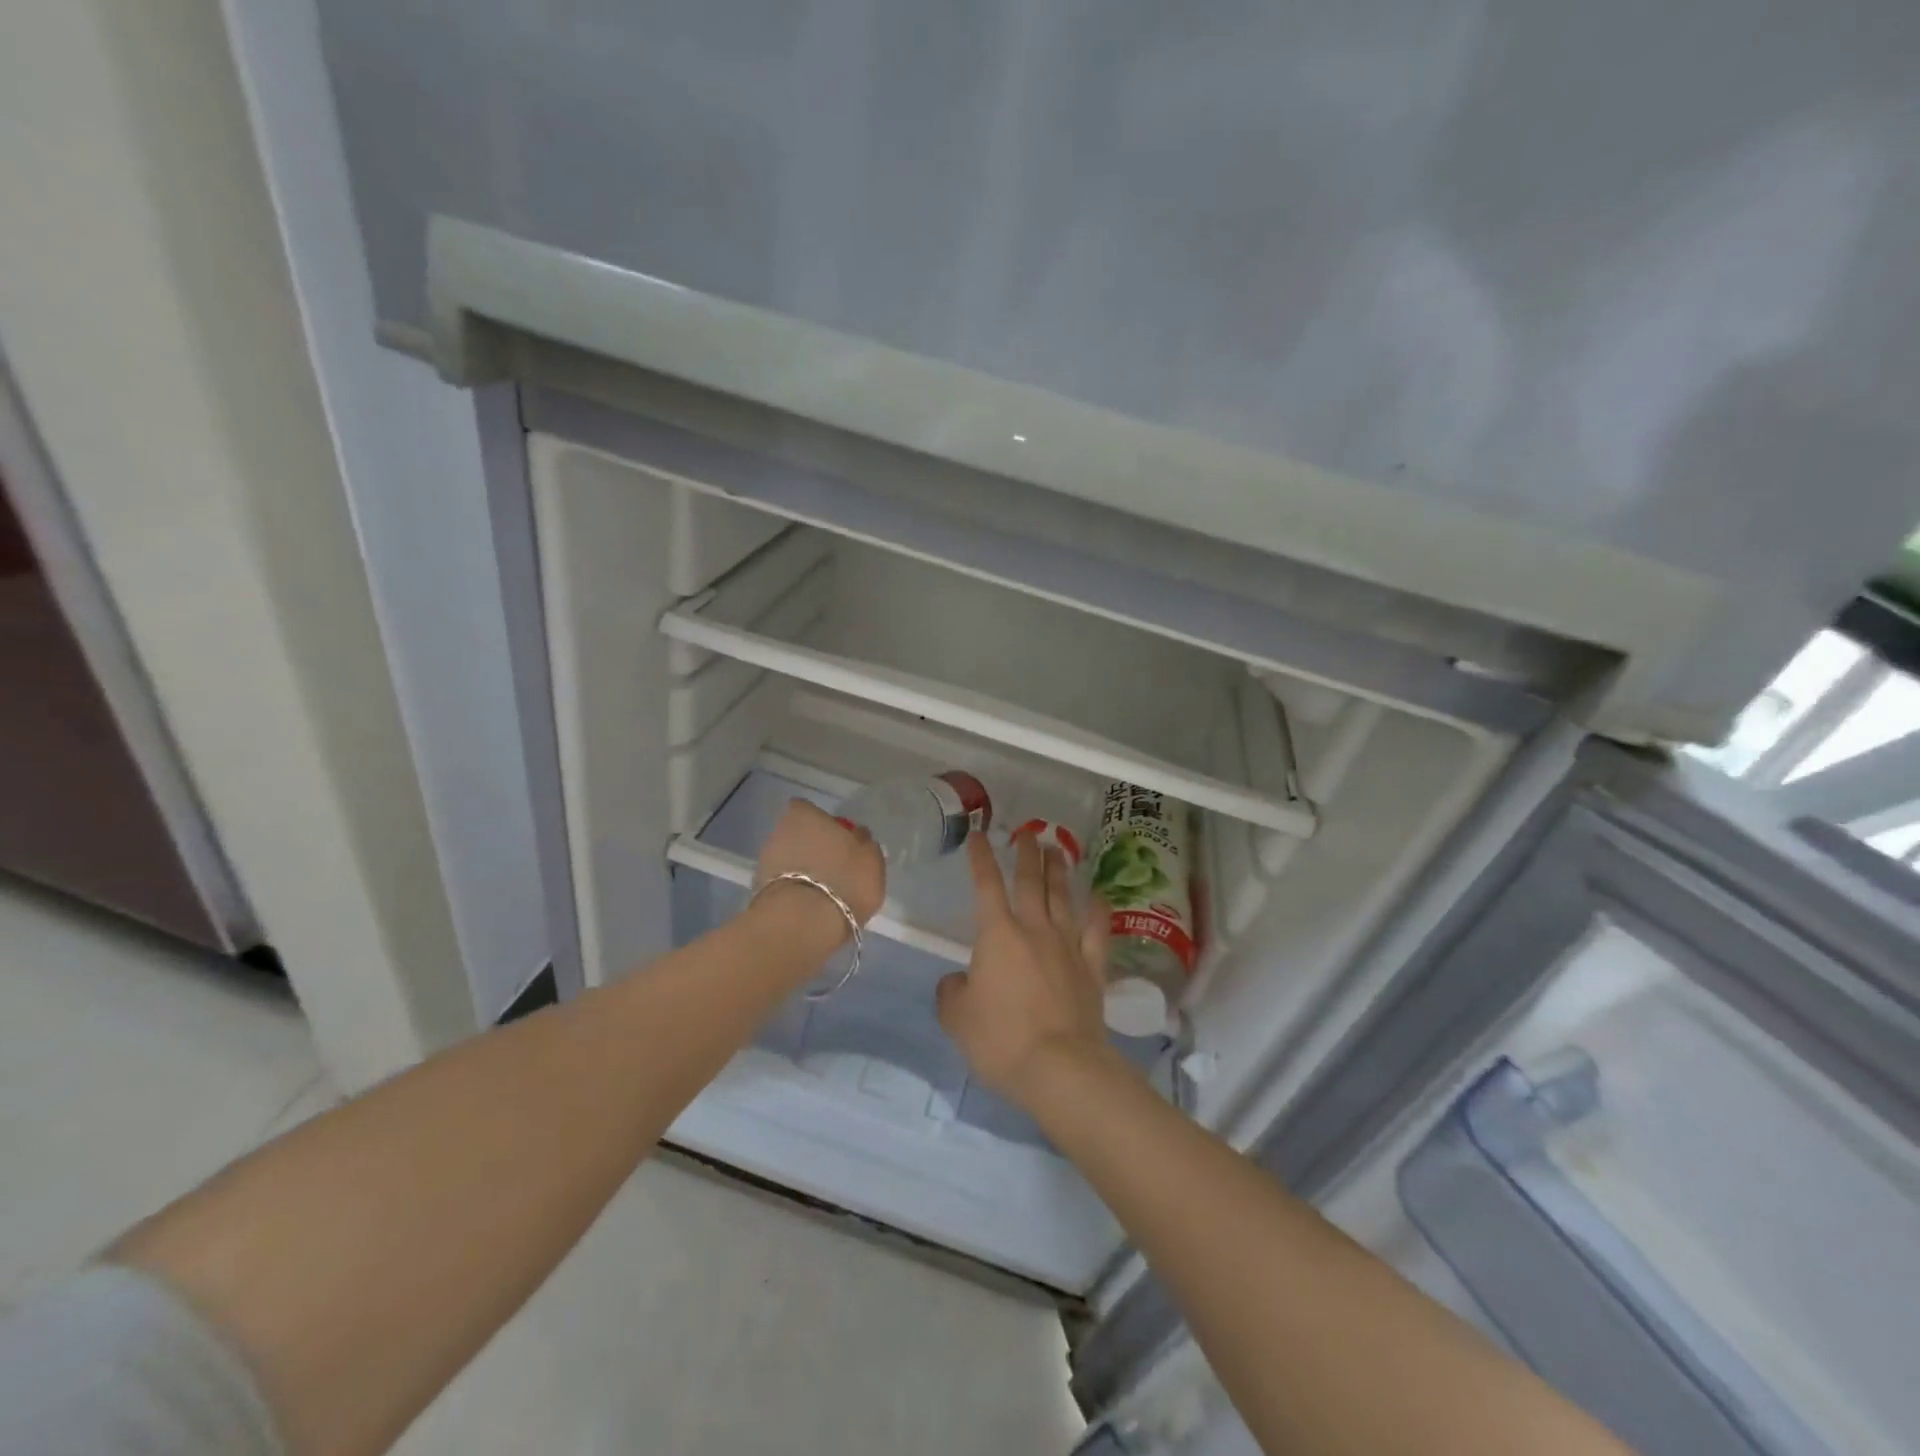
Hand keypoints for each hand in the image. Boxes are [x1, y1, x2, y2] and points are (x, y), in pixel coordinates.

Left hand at [752, 799, 886, 946]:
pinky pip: (782, 886)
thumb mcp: (871, 859)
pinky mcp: (757, 892)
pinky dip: (794, 894)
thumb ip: (864, 843)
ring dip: (802, 873)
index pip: (809, 810)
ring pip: (788, 861)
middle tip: (834, 870)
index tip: (839, 841)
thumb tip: (858, 838)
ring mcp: (764, 862)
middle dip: (812, 849)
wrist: (801, 924)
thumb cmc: (843, 880)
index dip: (824, 824)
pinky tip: (810, 910)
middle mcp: (778, 831)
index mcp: (804, 814)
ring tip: (824, 894)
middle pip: (798, 836)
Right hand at [937, 831, 1118, 1107]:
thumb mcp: (957, 1018)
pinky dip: (1098, 910)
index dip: (981, 858)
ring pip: (1063, 897)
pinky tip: (1098, 896)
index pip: (986, 885)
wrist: (1060, 1067)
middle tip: (1028, 832)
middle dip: (1027, 853)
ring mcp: (1068, 946)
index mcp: (998, 935)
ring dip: (1059, 870)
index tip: (979, 835)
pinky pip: (1097, 931)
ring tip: (1058, 850)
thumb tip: (958, 982)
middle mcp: (1035, 929)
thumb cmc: (1001, 1040)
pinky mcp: (1093, 968)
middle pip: (1031, 881)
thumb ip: (952, 992)